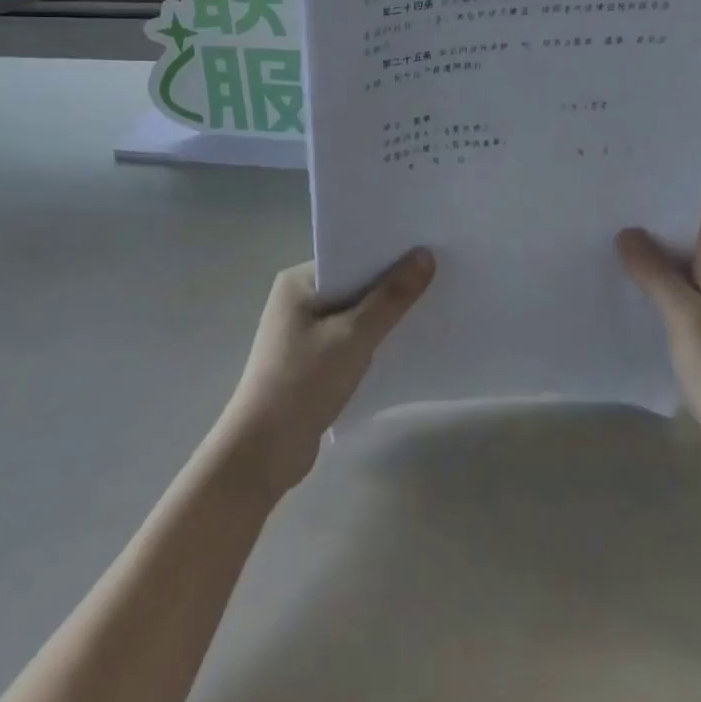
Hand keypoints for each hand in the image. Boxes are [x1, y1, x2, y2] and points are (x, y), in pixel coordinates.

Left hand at [214, 250, 435, 497]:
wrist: (263, 453)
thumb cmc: (303, 382)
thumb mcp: (354, 336)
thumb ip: (391, 297)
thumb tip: (426, 255)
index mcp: (297, 282)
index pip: (349, 255)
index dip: (387, 253)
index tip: (427, 248)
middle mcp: (297, 300)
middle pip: (353, 283)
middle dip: (390, 283)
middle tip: (437, 274)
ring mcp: (302, 333)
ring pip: (353, 313)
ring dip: (383, 315)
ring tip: (430, 305)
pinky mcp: (310, 362)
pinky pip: (349, 339)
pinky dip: (372, 340)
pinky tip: (404, 343)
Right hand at [618, 198, 700, 474]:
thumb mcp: (688, 317)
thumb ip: (657, 273)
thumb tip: (627, 232)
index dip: (675, 195)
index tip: (634, 189)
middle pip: (686, 235)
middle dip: (651, 223)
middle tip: (605, 214)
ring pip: (677, 266)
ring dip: (647, 256)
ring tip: (602, 245)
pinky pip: (672, 296)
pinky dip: (649, 287)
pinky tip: (619, 291)